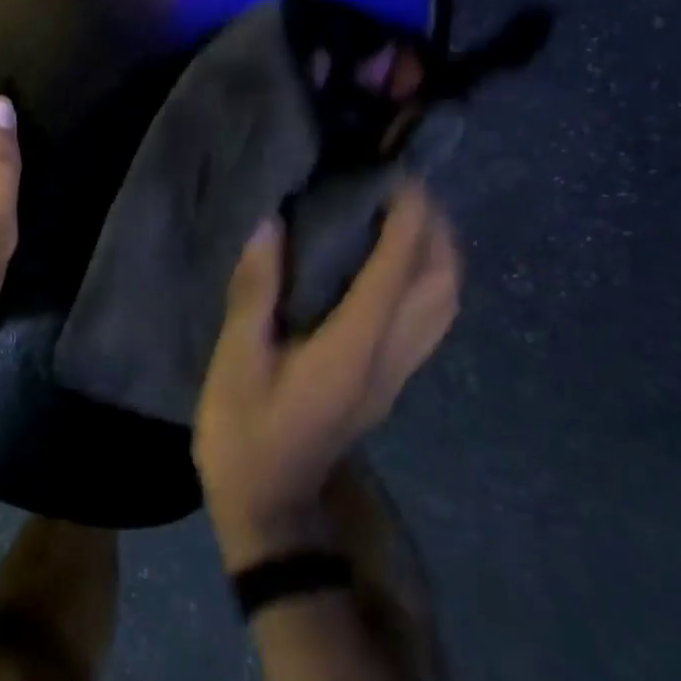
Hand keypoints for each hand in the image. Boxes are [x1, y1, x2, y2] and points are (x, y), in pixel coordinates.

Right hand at [194, 185, 460, 569]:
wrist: (273, 508)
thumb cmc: (245, 436)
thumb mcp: (236, 363)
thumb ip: (254, 293)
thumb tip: (268, 224)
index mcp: (353, 349)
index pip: (398, 269)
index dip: (406, 214)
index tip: (394, 171)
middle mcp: (390, 357)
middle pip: (442, 282)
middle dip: (435, 225)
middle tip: (402, 184)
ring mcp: (398, 373)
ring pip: (445, 301)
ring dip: (438, 250)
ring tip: (404, 212)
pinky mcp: (391, 381)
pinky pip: (431, 317)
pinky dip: (428, 277)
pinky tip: (396, 261)